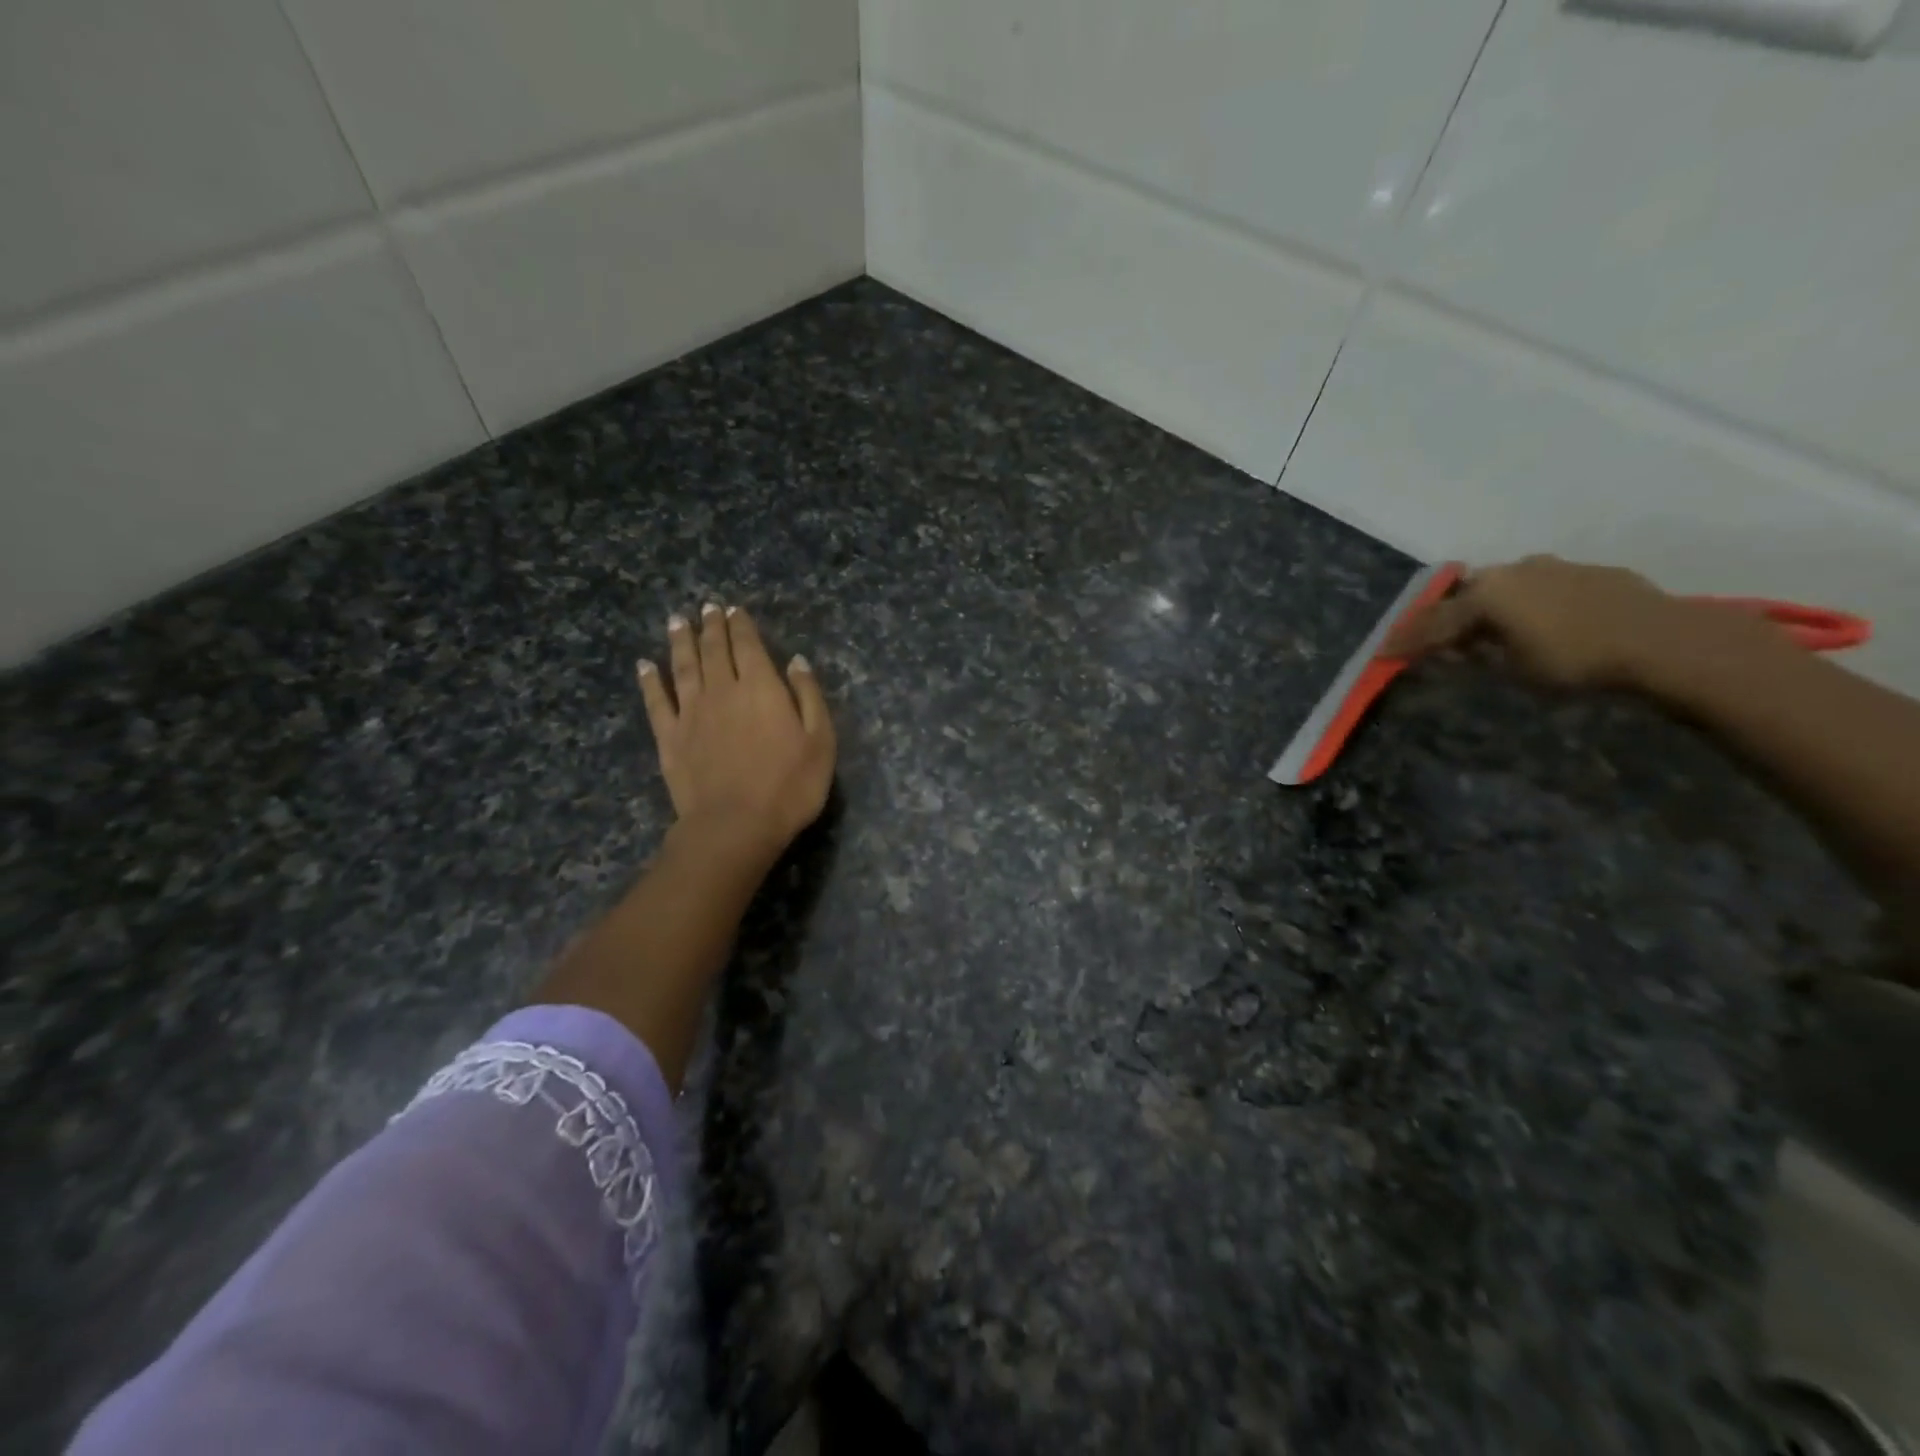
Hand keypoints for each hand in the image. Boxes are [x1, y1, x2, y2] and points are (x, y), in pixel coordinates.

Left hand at [637, 604, 835, 864]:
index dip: (742, 626)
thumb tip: (796, 661)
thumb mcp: (820, 741)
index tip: (734, 610)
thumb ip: (808, 696)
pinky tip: (645, 666)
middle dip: (712, 626)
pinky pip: (657, 701)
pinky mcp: (670, 737)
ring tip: (678, 620)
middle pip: (715, 650)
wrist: (735, 825)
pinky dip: (650, 680)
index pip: (749, 646)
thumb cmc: (789, 786)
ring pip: (684, 667)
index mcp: (761, 688)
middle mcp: (723, 690)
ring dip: (681, 641)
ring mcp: (691, 712)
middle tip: (707, 608)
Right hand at [1385, 555, 1737, 689]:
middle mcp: (1512, 571)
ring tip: (1483, 628)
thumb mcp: (1511, 669)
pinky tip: (1534, 620)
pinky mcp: (1588, 572)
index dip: (1406, 641)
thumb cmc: (1574, 661)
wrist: (1663, 641)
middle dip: (1445, 617)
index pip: (1434, 622)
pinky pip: (1540, 586)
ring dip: (1487, 606)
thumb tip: (1454, 649)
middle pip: (1465, 595)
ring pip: (1504, 586)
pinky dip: (1525, 603)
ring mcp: (1553, 567)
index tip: (1382, 654)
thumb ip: (1476, 654)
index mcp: (1486, 594)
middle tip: (1431, 638)